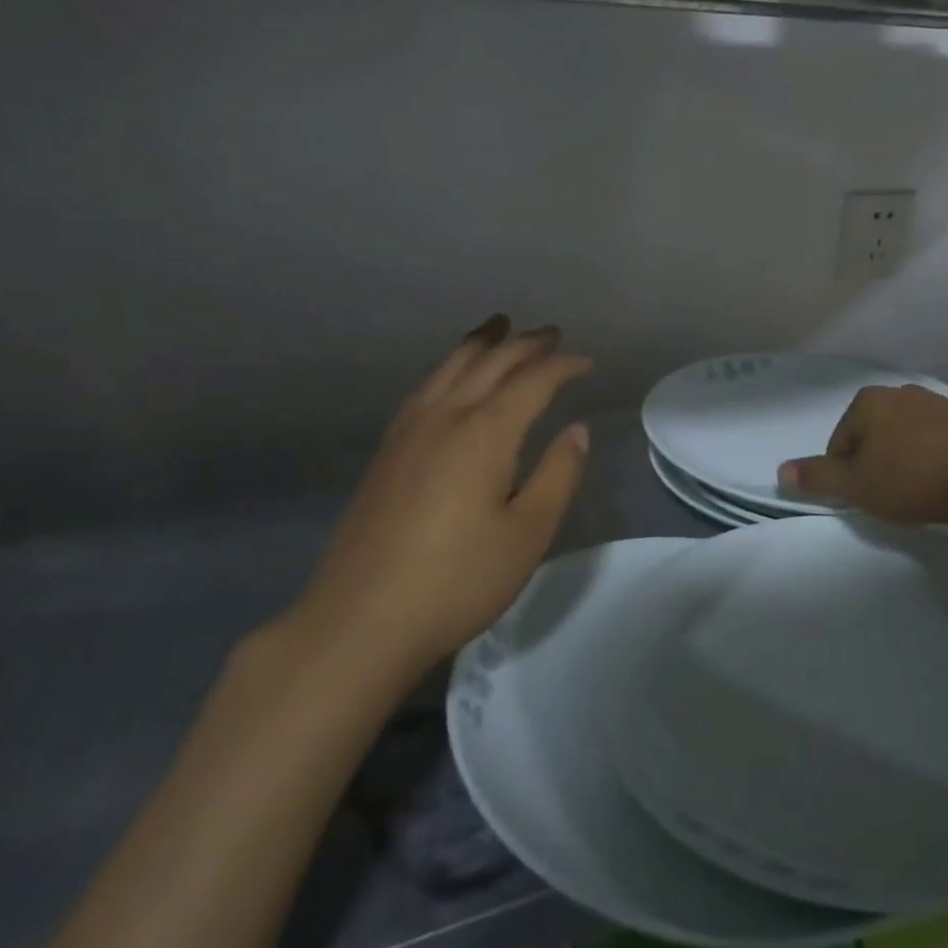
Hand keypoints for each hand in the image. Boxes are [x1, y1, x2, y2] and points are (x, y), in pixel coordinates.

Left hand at [272, 315, 591, 692]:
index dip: (562, 366)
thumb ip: (557, 475)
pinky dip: (448, 368)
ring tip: (498, 327)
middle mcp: (444, 418)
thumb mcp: (527, 534)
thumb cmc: (458, 580)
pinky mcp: (385, 452)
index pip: (531, 382)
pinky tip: (449, 378)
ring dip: (480, 343)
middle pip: (488, 363)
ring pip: (448, 368)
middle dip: (524, 344)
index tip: (587, 362)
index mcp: (484, 434)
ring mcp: (407, 432)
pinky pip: (424, 388)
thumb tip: (577, 430)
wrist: (361, 619)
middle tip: (551, 333)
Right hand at [778, 384, 947, 524]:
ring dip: (903, 460)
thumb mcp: (854, 485)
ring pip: (904, 436)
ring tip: (914, 490)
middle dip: (874, 462)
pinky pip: (935, 441)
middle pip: (872, 435)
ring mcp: (937, 403)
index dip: (844, 472)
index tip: (861, 495)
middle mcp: (901, 393)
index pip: (840, 440)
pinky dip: (931, 458)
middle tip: (886, 495)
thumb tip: (780, 472)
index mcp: (868, 401)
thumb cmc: (910, 478)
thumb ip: (816, 478)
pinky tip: (940, 482)